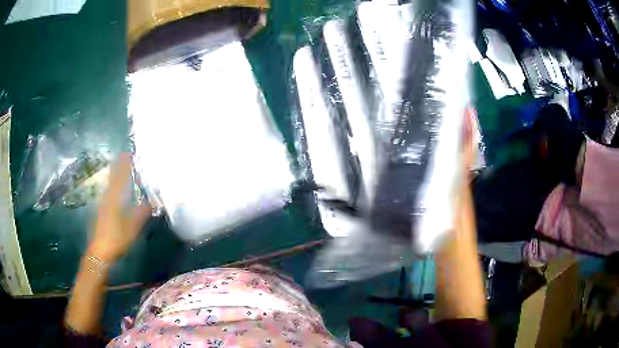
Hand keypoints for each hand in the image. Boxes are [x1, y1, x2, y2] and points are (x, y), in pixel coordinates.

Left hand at [87, 153, 150, 263]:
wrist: (99, 251)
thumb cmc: (116, 239)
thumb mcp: (132, 228)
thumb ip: (141, 213)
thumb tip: (151, 201)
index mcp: (115, 198)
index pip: (121, 176)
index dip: (125, 164)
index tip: (131, 153)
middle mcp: (107, 196)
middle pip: (113, 176)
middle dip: (119, 165)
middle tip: (126, 156)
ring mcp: (103, 202)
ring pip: (110, 183)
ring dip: (116, 173)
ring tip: (122, 167)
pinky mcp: (102, 209)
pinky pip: (109, 190)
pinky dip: (114, 183)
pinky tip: (116, 187)